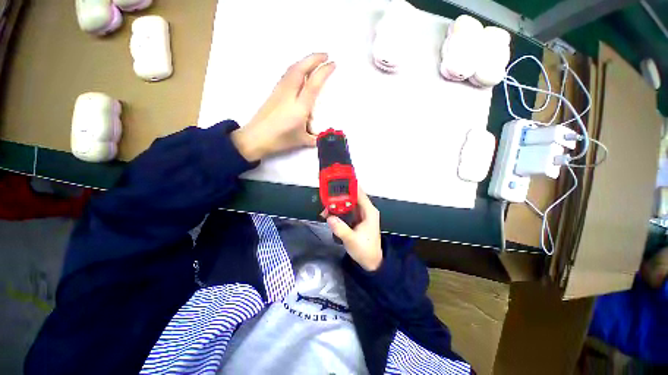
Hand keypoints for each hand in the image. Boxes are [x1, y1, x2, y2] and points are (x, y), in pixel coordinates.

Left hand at [231, 53, 335, 161]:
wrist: (255, 138)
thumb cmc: (280, 139)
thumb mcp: (302, 141)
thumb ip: (316, 138)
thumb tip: (324, 137)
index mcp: (300, 106)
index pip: (314, 83)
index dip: (324, 71)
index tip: (333, 64)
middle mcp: (289, 94)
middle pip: (301, 68)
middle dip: (314, 58)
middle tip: (325, 55)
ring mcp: (280, 91)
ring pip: (292, 69)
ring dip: (304, 61)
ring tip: (314, 61)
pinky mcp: (274, 93)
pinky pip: (287, 74)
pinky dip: (296, 68)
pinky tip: (299, 72)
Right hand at [326, 188, 382, 271]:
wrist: (371, 262)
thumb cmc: (365, 250)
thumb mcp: (352, 240)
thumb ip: (341, 229)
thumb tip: (329, 217)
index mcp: (369, 212)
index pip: (359, 193)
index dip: (349, 186)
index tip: (337, 182)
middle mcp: (366, 210)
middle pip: (352, 197)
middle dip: (339, 197)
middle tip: (326, 200)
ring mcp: (361, 215)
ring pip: (348, 204)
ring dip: (337, 205)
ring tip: (325, 209)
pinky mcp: (357, 220)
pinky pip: (347, 211)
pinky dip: (339, 211)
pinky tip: (330, 215)